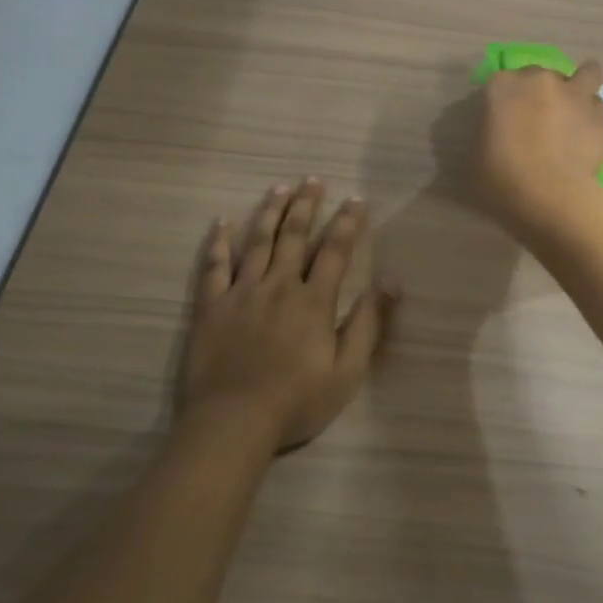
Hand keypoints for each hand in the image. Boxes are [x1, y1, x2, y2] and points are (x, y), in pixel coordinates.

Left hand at [181, 179, 397, 452]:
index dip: (347, 222)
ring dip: (270, 212)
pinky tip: (222, 222)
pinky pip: (214, 266)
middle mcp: (279, 285)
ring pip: (258, 242)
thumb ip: (368, 323)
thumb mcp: (347, 371)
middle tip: (313, 179)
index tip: (356, 199)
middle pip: (294, 235)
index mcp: (313, 300)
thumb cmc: (296, 402)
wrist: (233, 423)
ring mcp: (241, 292)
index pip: (335, 250)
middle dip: (306, 205)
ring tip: (278, 188)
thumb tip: (391, 282)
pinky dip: (218, 242)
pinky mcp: (211, 306)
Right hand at [469, 61, 602, 233]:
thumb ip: (484, 135)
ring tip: (575, 111)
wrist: (550, 195)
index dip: (506, 101)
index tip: (506, 120)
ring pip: (584, 75)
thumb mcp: (474, 157)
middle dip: (541, 93)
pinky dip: (592, 115)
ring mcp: (573, 93)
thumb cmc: (501, 178)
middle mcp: (539, 79)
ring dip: (578, 89)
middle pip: (541, 76)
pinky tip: (588, 134)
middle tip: (539, 121)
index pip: (502, 82)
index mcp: (502, 86)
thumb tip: (493, 135)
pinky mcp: (599, 113)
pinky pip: (597, 105)